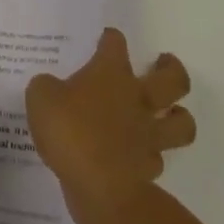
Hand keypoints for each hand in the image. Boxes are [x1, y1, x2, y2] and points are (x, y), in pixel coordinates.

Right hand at [26, 28, 195, 223]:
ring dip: (181, 116)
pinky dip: (152, 154)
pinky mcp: (149, 168)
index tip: (106, 38)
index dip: (110, 38)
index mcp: (111, 74)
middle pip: (173, 79)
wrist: (98, 185)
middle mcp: (137, 98)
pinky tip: (139, 153)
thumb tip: (51, 88)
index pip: (115, 44)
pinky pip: (158, 157)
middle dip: (172, 68)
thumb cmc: (70, 130)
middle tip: (164, 63)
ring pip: (182, 122)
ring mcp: (148, 134)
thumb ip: (46, 87)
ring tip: (170, 113)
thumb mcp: (40, 98)